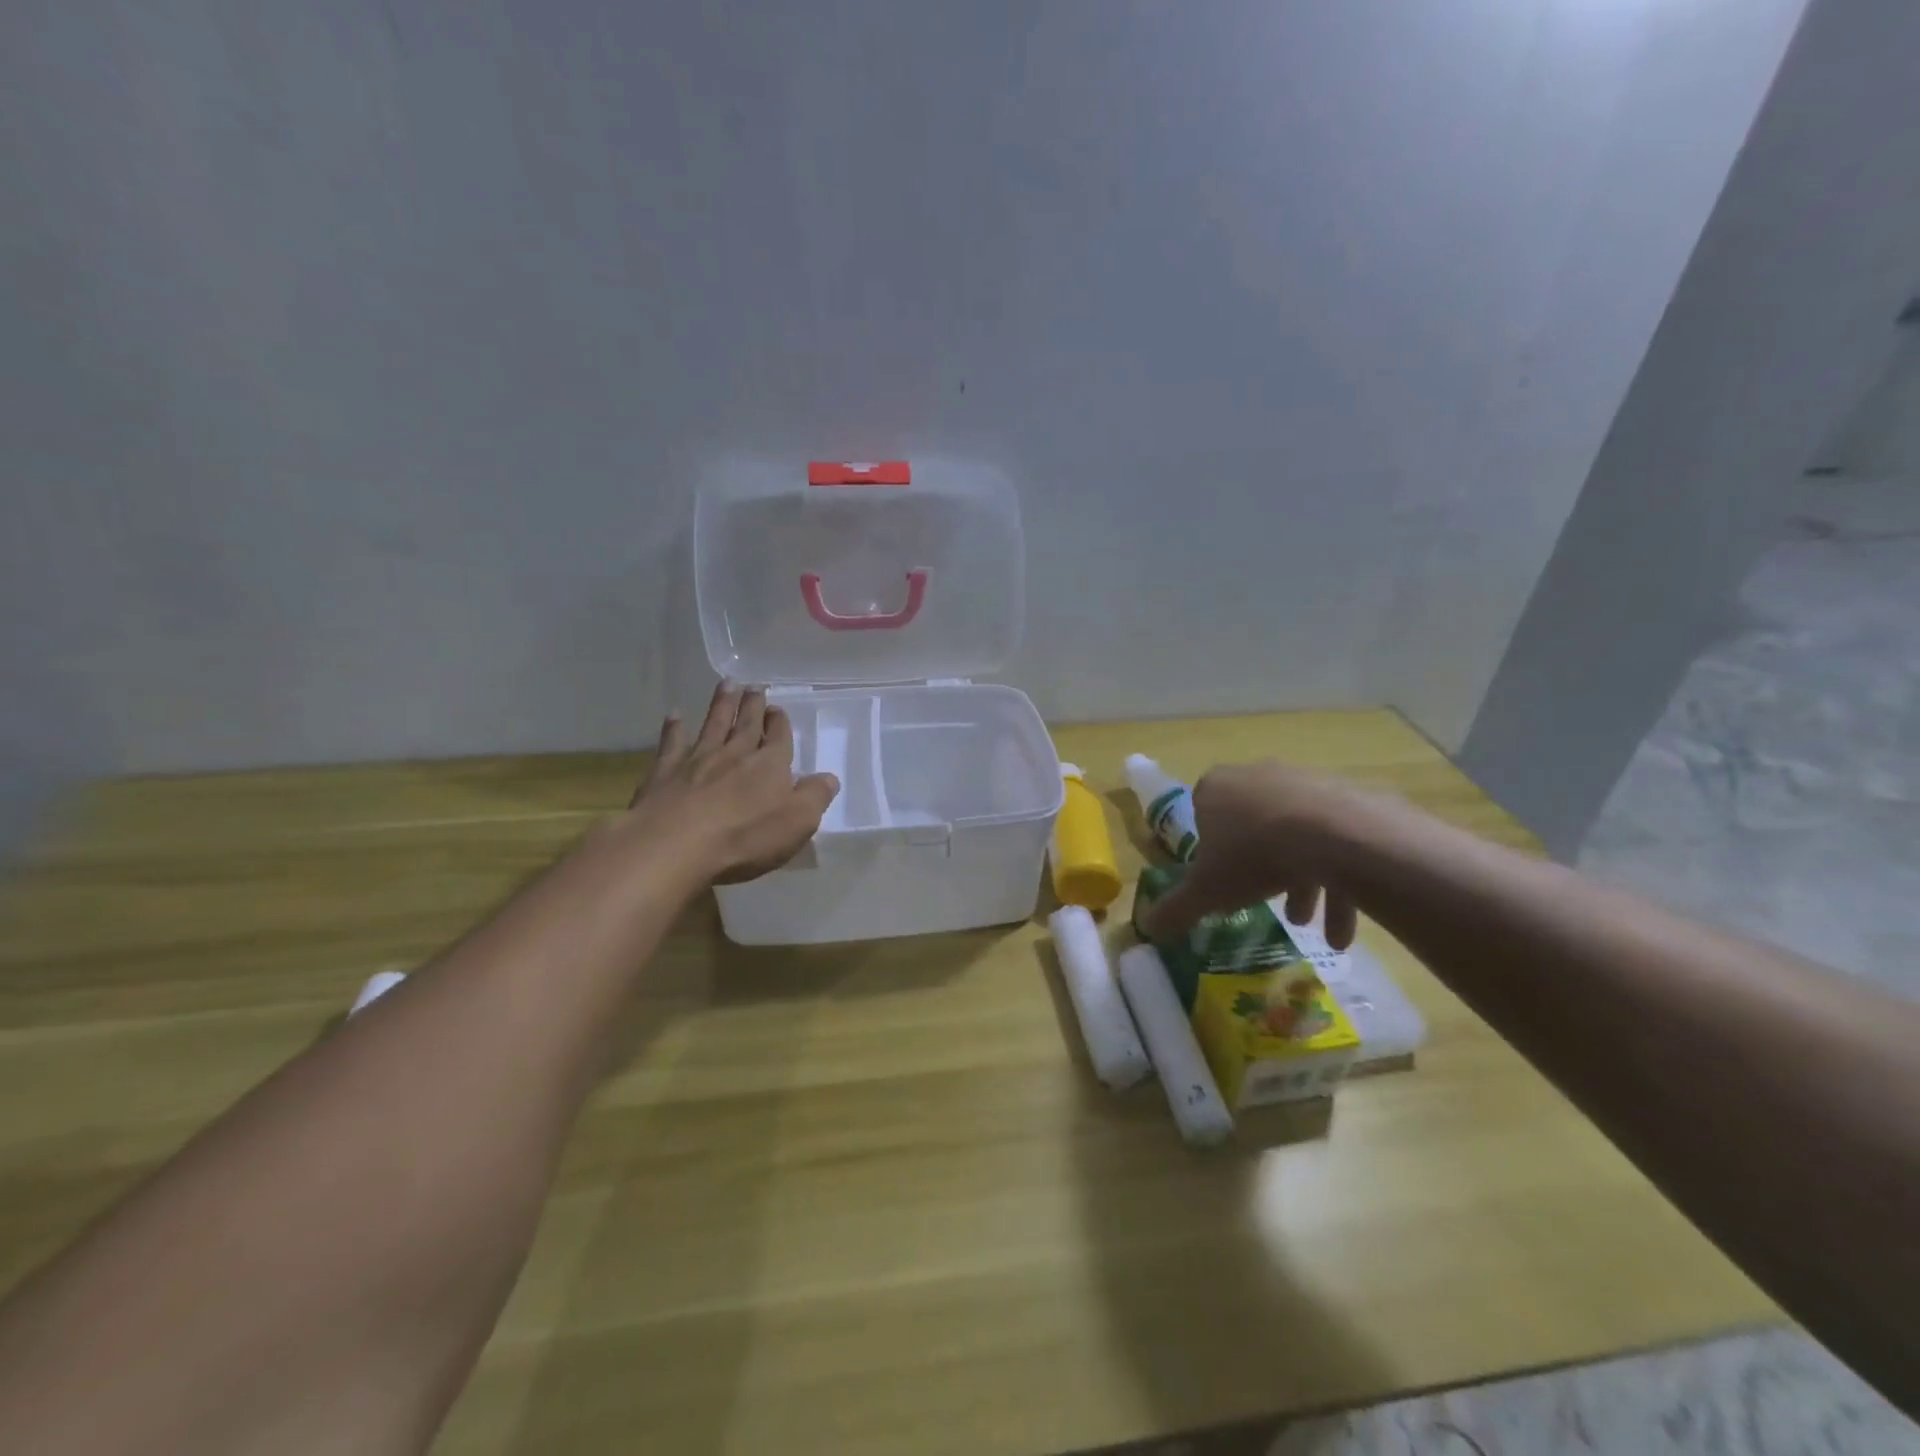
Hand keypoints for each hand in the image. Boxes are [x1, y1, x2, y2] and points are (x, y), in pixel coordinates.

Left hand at [627, 681, 838, 885]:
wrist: (675, 844)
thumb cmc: (745, 837)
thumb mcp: (797, 822)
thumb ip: (815, 797)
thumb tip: (829, 778)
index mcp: (770, 765)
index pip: (778, 738)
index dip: (779, 724)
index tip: (778, 709)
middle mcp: (735, 754)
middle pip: (746, 724)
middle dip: (753, 705)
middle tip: (755, 686)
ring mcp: (698, 759)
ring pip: (714, 724)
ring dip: (722, 704)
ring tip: (727, 683)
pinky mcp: (665, 772)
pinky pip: (672, 743)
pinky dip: (674, 727)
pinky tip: (675, 714)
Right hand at [1136, 762, 1395, 949]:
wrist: (1335, 836)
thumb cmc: (1254, 856)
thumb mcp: (1206, 892)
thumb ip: (1176, 909)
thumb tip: (1146, 928)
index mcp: (1216, 788)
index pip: (1203, 814)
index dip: (1211, 849)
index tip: (1221, 879)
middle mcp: (1257, 776)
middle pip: (1253, 828)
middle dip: (1261, 873)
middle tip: (1269, 908)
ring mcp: (1305, 782)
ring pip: (1296, 837)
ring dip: (1302, 884)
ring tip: (1310, 926)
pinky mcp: (1346, 796)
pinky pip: (1335, 840)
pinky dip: (1337, 880)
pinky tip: (1342, 927)